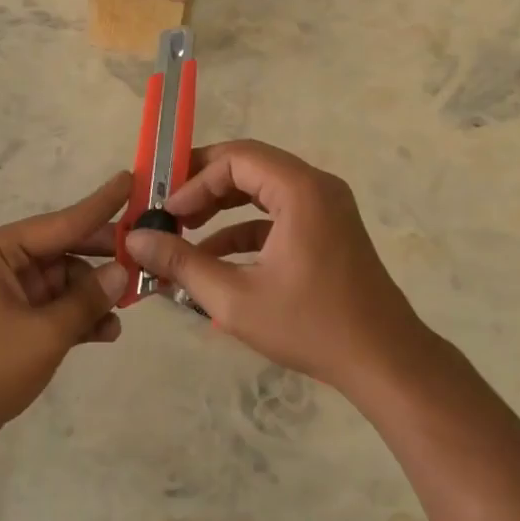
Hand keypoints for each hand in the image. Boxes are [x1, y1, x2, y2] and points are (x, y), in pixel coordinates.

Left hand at [0, 171, 131, 463]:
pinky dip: (77, 318)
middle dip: (102, 260)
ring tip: (127, 309)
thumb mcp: (45, 333)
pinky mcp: (10, 325)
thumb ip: (87, 300)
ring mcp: (5, 295)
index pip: (62, 221)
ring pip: (63, 284)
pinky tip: (106, 333)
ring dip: (93, 296)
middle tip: (147, 258)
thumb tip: (122, 273)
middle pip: (64, 251)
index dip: (101, 205)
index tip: (131, 180)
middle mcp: (1, 264)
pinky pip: (53, 310)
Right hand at [123, 140, 431, 398]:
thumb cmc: (310, 326)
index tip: (166, 212)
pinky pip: (278, 213)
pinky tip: (214, 258)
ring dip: (222, 206)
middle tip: (168, 211)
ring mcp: (326, 207)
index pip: (235, 158)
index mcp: (300, 190)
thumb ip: (181, 262)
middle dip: (204, 187)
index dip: (194, 179)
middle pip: (249, 166)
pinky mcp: (328, 230)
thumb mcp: (234, 298)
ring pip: (262, 188)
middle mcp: (316, 187)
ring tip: (184, 231)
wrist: (384, 362)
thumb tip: (135, 239)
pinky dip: (245, 228)